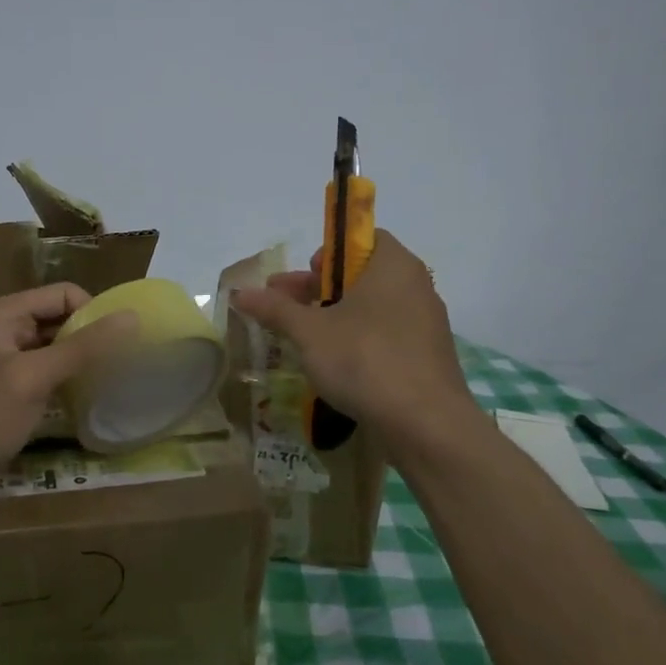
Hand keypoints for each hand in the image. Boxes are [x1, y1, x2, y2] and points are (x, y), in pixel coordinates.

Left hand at [0, 284, 137, 501]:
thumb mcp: (33, 377)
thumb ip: (83, 347)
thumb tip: (132, 317)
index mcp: (4, 313)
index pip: (64, 294)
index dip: (93, 312)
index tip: (120, 343)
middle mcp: (4, 328)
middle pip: (60, 319)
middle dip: (90, 336)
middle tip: (123, 363)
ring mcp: (5, 360)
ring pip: (55, 348)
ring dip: (81, 360)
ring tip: (111, 380)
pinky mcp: (8, 390)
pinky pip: (46, 373)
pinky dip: (67, 380)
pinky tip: (86, 397)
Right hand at [229, 229, 477, 443]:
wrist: (425, 425)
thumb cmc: (365, 359)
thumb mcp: (310, 332)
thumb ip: (275, 309)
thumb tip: (239, 293)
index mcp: (394, 266)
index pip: (365, 238)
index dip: (331, 252)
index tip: (309, 275)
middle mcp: (416, 287)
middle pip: (363, 275)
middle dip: (320, 288)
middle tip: (284, 306)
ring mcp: (425, 325)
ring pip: (373, 309)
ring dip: (336, 317)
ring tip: (300, 338)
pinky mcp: (426, 359)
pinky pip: (387, 337)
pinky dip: (358, 341)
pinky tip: (332, 364)